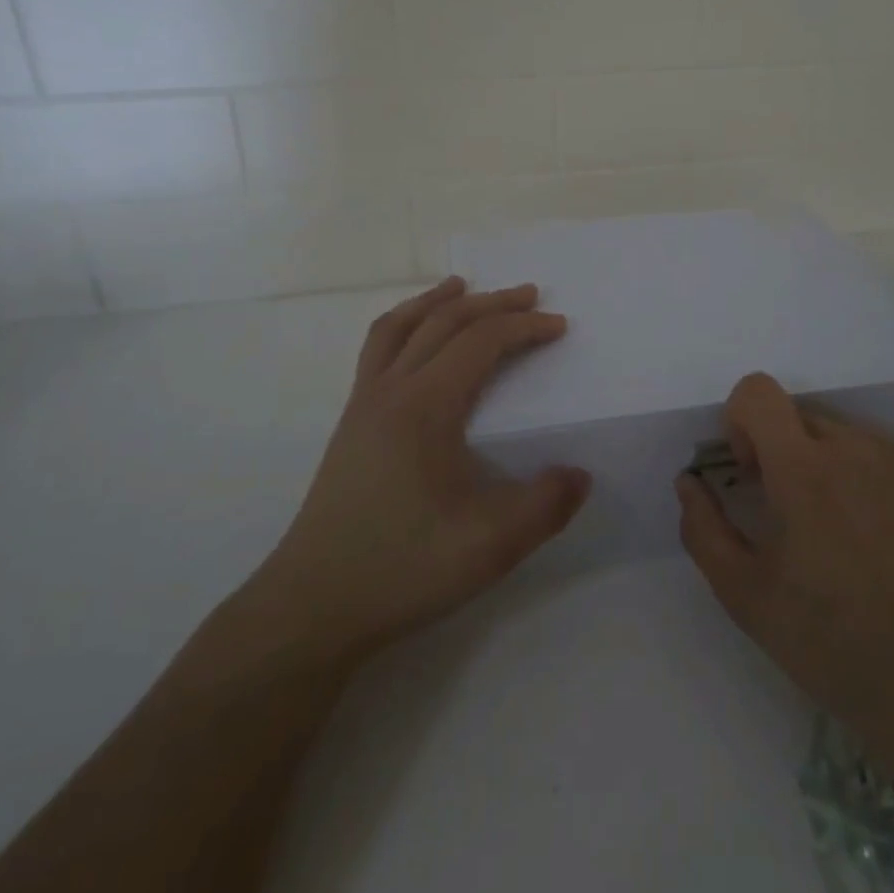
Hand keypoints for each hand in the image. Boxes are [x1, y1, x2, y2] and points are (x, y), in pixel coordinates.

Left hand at [248, 277, 590, 669]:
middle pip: (444, 322)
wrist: (312, 606)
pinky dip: (404, 326)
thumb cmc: (402, 569)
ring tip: (462, 286)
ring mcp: (363, 404)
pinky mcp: (351, 424)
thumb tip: (581, 474)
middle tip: (530, 295)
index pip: (481, 342)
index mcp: (425, 405)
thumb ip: (545, 506)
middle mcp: (391, 390)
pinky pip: (378, 351)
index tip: (560, 327)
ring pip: (400, 327)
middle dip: (492, 303)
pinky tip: (415, 342)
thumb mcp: (490, 546)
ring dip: (438, 301)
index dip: (524, 327)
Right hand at [675, 373, 893, 821]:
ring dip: (843, 470)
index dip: (744, 422)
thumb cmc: (831, 643)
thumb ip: (704, 529)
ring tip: (859, 535)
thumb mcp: (746, 597)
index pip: (758, 392)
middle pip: (807, 420)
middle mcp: (861, 448)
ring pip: (857, 439)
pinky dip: (891, 484)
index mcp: (804, 470)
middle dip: (793, 456)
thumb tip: (689, 480)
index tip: (756, 472)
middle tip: (806, 519)